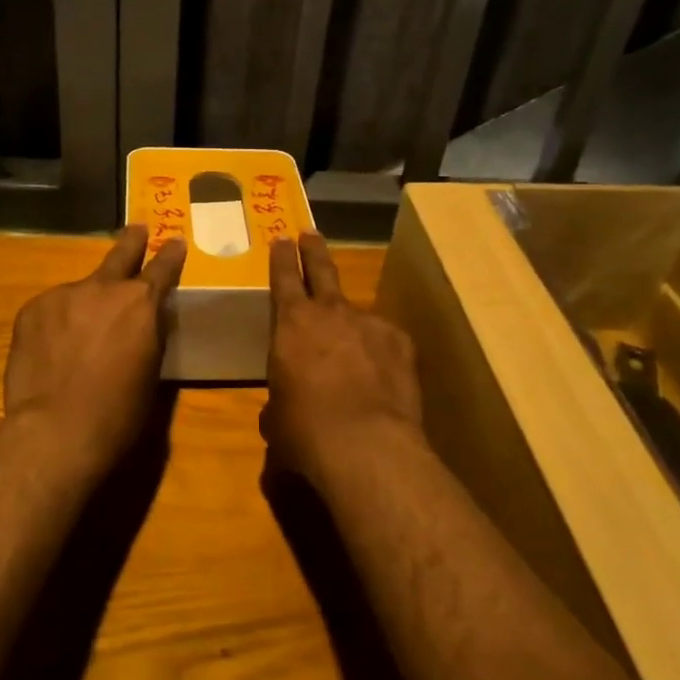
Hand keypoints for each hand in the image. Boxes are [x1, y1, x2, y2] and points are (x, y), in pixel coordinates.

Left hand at [3, 224, 187, 470]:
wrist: (56, 429)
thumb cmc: (118, 412)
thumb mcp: (150, 371)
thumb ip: (147, 335)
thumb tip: (142, 322)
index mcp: (141, 303)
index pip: (162, 268)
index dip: (170, 255)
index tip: (175, 241)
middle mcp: (104, 288)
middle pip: (120, 255)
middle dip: (131, 242)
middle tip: (136, 229)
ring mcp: (64, 294)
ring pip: (81, 291)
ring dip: (85, 303)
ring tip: (79, 335)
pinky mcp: (32, 309)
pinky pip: (52, 309)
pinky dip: (57, 322)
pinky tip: (53, 349)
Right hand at [264, 233, 425, 485]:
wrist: (366, 446)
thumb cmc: (305, 430)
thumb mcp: (277, 416)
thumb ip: (280, 398)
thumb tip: (284, 406)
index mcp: (291, 324)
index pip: (284, 278)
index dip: (282, 258)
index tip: (282, 238)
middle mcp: (331, 313)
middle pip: (323, 270)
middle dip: (314, 250)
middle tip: (311, 233)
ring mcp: (370, 324)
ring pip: (356, 315)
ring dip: (350, 326)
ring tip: (351, 353)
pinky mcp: (401, 344)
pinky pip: (385, 342)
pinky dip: (380, 353)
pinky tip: (380, 379)